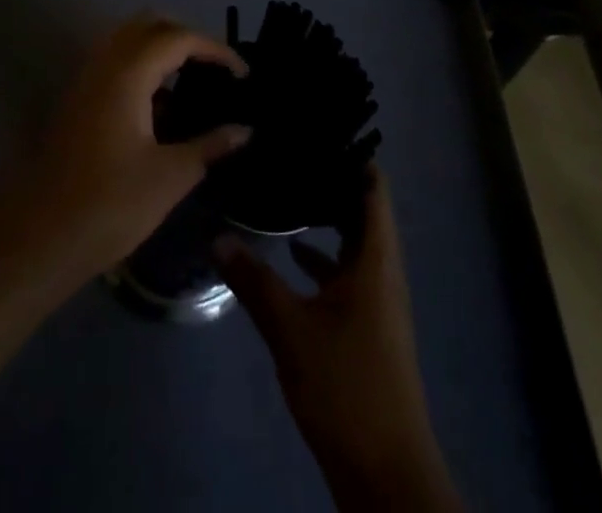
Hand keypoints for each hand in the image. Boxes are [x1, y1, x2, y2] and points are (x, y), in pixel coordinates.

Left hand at [15, 15, 248, 281]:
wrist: (41, 237)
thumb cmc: (111, 204)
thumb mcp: (170, 176)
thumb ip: (209, 145)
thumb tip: (244, 130)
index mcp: (128, 73)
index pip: (178, 38)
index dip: (215, 49)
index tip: (243, 74)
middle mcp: (104, 64)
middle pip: (150, 25)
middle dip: (187, 38)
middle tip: (215, 69)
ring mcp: (86, 80)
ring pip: (128, 40)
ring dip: (162, 50)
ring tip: (193, 83)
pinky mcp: (78, 99)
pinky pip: (115, 62)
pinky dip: (142, 67)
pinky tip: (161, 106)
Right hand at [216, 172, 461, 512]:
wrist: (385, 473)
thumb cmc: (346, 385)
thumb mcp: (291, 329)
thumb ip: (253, 280)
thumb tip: (216, 236)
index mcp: (376, 260)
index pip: (373, 188)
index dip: (352, 155)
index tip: (317, 128)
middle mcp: (382, 271)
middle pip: (363, 210)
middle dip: (330, 181)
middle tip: (291, 151)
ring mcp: (376, 299)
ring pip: (353, 241)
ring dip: (326, 217)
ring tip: (286, 187)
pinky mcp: (366, 324)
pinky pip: (347, 271)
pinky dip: (323, 255)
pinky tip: (291, 250)